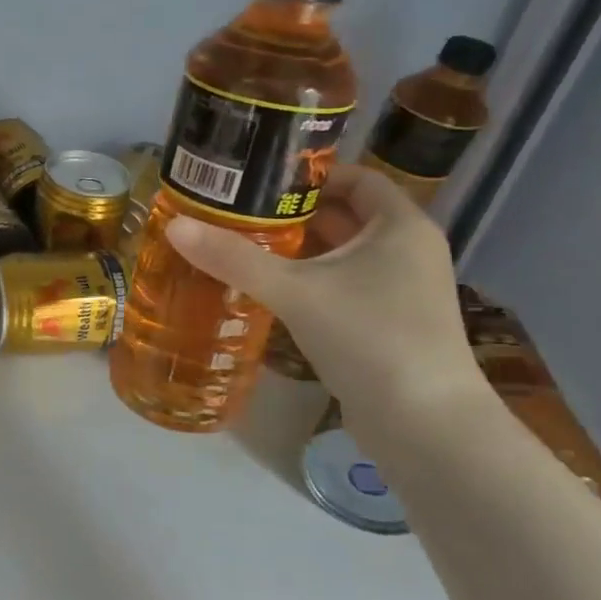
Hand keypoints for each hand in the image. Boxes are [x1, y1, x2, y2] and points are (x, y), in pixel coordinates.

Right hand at [165, 165, 486, 441]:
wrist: (425, 425)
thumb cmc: (370, 338)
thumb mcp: (295, 292)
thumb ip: (234, 258)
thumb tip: (175, 226)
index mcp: (400, 226)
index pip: (354, 177)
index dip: (307, 173)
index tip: (257, 179)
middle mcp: (406, 250)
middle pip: (343, 215)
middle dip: (291, 213)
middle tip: (235, 213)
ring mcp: (400, 290)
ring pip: (340, 255)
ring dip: (296, 250)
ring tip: (240, 247)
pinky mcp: (388, 324)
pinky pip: (342, 286)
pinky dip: (308, 282)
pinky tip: (268, 292)